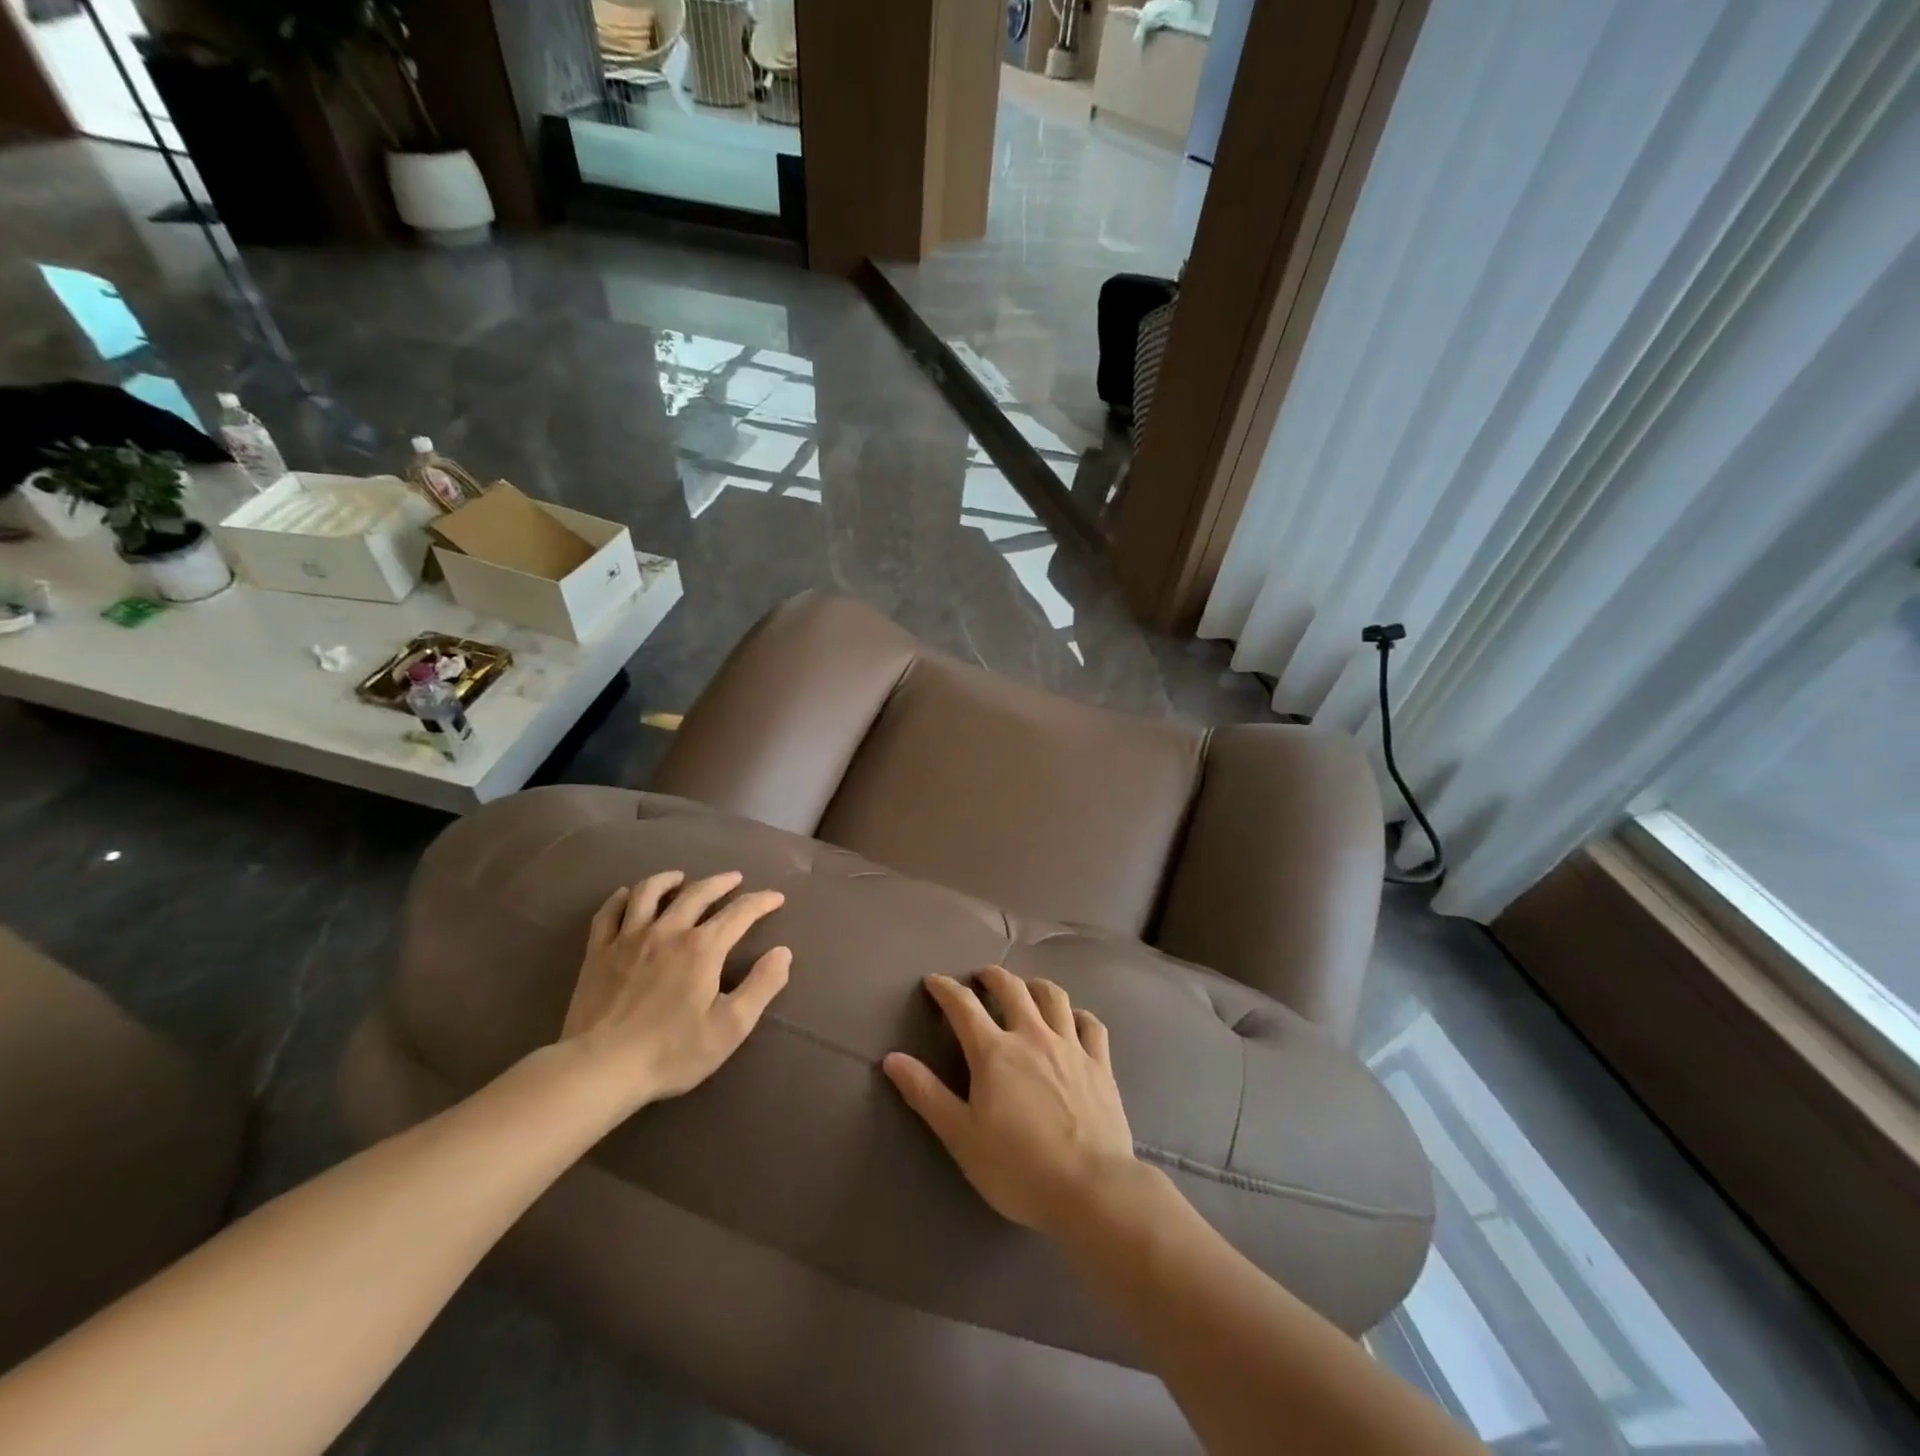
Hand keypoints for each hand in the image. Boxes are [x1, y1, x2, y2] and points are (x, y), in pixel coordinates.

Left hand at [559, 870, 790, 1111]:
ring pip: (650, 893)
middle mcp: (668, 931)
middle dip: (721, 882)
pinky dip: (621, 899)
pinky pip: (609, 914)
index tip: (775, 898)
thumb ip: (761, 986)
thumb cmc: (672, 1052)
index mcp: (702, 948)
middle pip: (697, 893)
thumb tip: (783, 952)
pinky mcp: (598, 953)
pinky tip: (627, 896)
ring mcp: (628, 939)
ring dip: (669, 880)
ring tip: (681, 877)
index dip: (761, 902)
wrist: (600, 1070)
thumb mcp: (731, 1027)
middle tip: (735, 879)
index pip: (739, 913)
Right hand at [883, 966, 1136, 1234]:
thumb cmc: (1018, 1168)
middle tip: (982, 977)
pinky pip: (1091, 1024)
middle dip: (992, 976)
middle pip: (1011, 988)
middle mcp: (1032, 1036)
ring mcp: (1070, 1046)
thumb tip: (892, 1058)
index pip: (963, 1006)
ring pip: (1053, 996)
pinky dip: (1078, 1015)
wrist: (1091, 1188)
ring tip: (1026, 988)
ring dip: (1034, 985)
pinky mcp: (1100, 1063)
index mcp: (994, 1052)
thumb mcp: (961, 1137)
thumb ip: (926, 1094)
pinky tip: (1073, 1020)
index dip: (946, 989)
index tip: (934, 981)